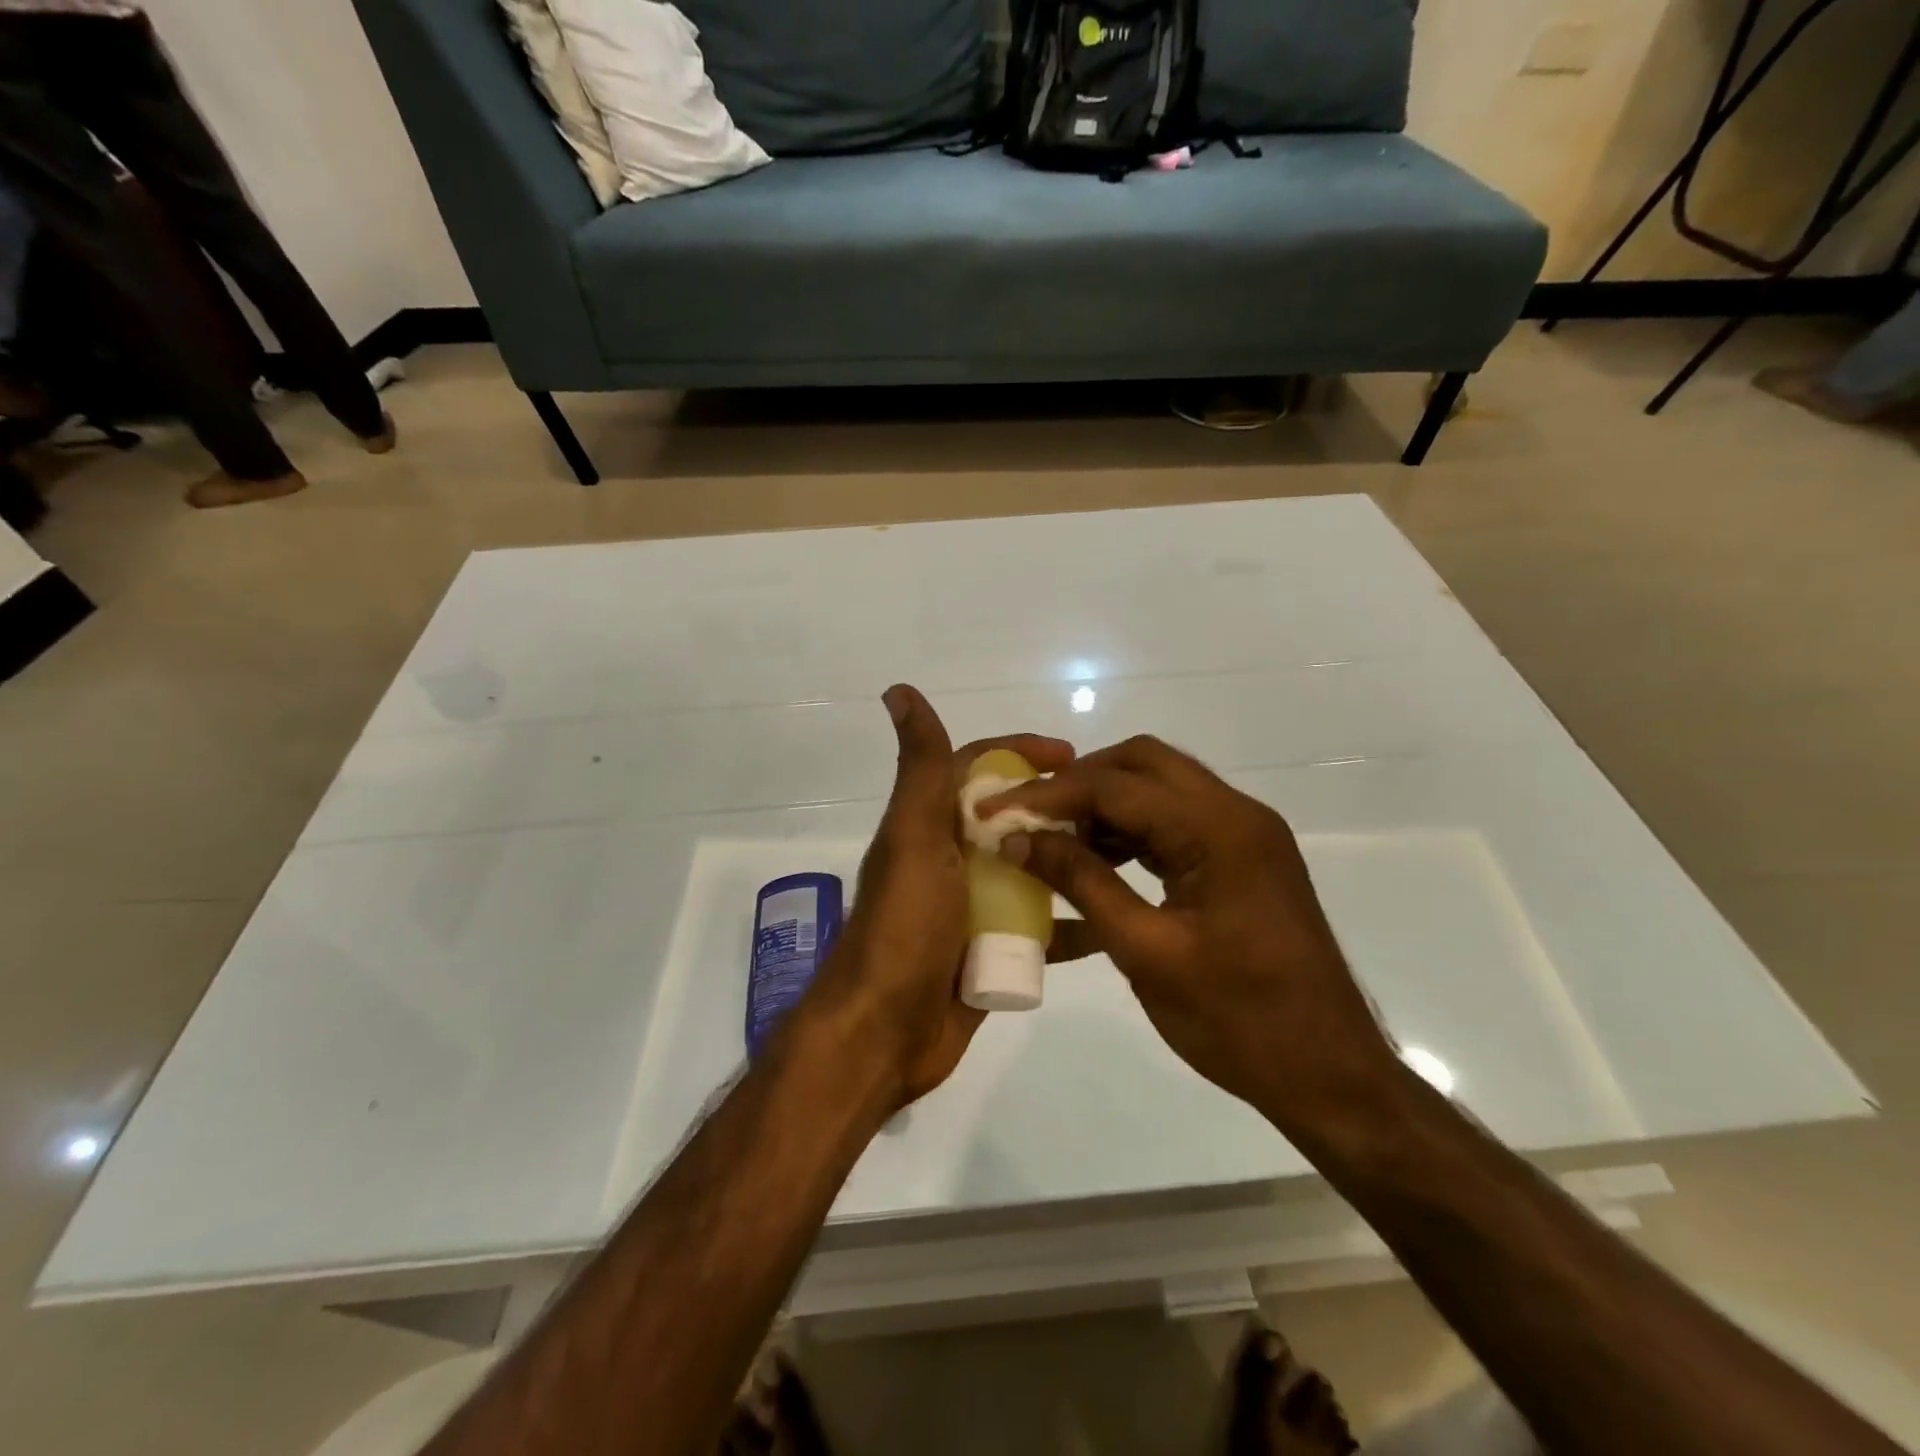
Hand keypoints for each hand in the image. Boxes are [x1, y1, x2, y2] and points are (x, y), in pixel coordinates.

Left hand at [804, 685, 1073, 1109]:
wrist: (883, 1033)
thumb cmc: (903, 927)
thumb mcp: (914, 838)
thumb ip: (921, 769)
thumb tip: (897, 689)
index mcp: (929, 827)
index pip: (976, 769)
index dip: (1019, 752)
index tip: (1070, 753)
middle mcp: (950, 861)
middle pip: (1011, 819)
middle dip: (1055, 808)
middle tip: (1112, 810)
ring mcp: (971, 909)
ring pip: (1030, 871)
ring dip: (1069, 861)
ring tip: (1124, 857)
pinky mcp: (989, 952)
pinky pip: (1039, 928)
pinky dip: (1070, 922)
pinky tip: (1111, 921)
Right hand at [980, 736, 1396, 1133]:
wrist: (1330, 1075)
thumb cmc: (1239, 1021)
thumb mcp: (1147, 952)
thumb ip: (1082, 883)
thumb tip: (1019, 839)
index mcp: (1219, 830)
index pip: (1115, 786)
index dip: (1048, 794)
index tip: (995, 810)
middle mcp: (1236, 814)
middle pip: (1142, 764)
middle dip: (1078, 783)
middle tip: (1029, 816)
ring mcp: (1244, 835)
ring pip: (1160, 789)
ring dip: (1105, 805)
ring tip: (1056, 841)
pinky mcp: (1243, 860)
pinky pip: (1176, 823)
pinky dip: (1132, 832)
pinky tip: (1098, 865)